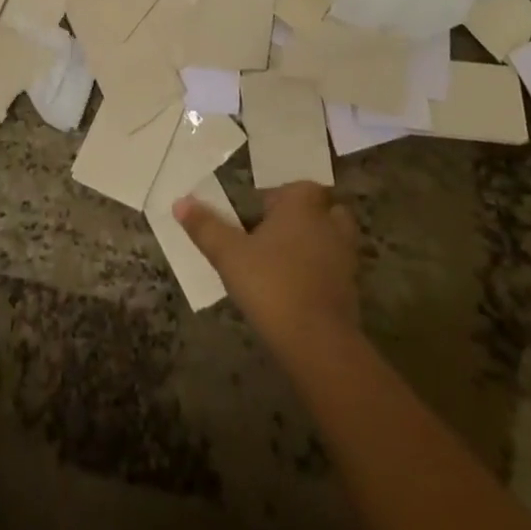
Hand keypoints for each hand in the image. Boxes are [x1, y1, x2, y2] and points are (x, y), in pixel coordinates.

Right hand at [175, 182, 360, 355]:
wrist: (318, 343)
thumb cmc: (271, 284)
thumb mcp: (228, 254)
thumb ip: (205, 227)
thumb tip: (179, 202)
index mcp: (302, 207)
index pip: (300, 186)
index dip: (282, 195)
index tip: (260, 209)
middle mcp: (329, 225)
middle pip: (325, 209)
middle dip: (306, 216)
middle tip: (277, 230)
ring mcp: (345, 259)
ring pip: (333, 239)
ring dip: (315, 244)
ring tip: (285, 259)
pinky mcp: (351, 291)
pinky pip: (335, 270)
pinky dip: (321, 273)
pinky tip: (296, 287)